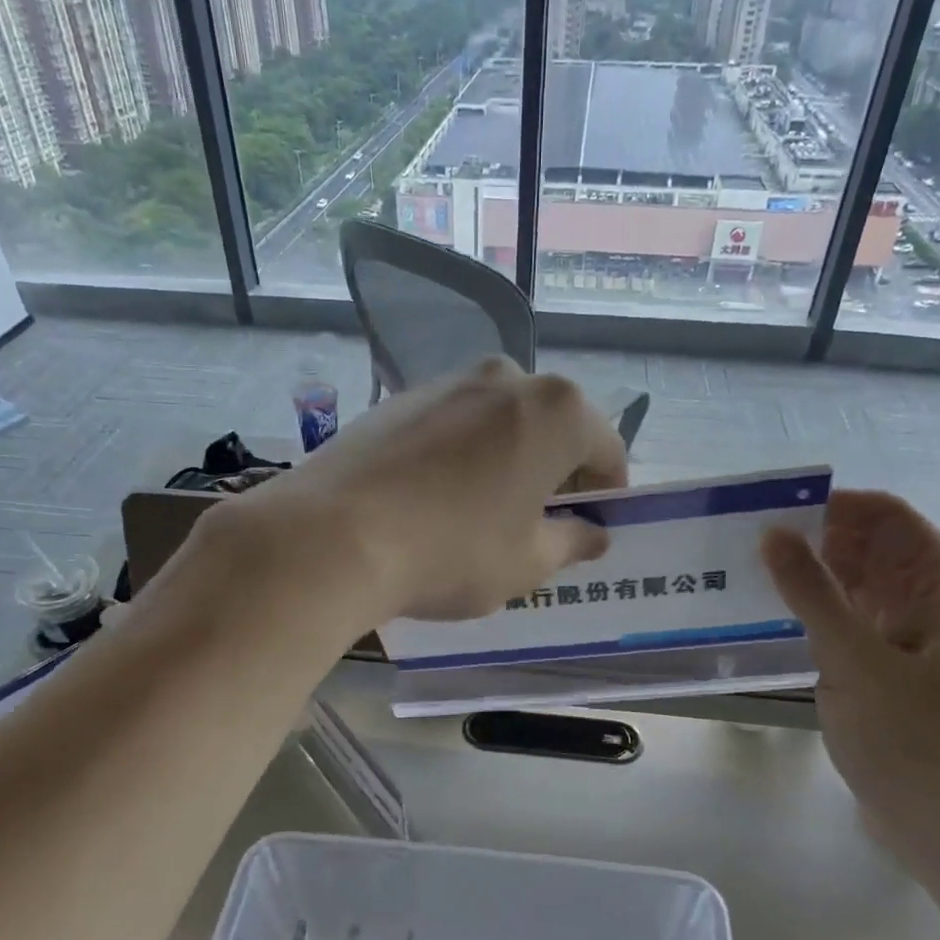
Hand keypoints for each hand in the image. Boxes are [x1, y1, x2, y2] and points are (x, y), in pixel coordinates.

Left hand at [232, 357, 627, 623]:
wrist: (332, 535)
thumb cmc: (452, 551)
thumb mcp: (528, 562)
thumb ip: (573, 542)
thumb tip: (594, 534)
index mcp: (557, 410)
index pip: (606, 450)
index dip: (607, 495)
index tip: (592, 530)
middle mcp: (506, 377)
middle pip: (553, 429)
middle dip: (556, 474)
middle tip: (540, 524)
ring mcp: (447, 382)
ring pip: (501, 423)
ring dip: (509, 461)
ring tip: (485, 514)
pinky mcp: (399, 398)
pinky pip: (453, 426)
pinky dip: (463, 455)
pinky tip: (436, 500)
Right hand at [762, 490, 939, 877]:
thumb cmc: (917, 742)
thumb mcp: (855, 660)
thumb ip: (811, 592)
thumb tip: (773, 532)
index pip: (887, 517)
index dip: (831, 506)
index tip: (769, 511)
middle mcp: (939, 605)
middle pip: (872, 551)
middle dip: (815, 542)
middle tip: (746, 545)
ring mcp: (918, 642)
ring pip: (859, 590)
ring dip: (812, 581)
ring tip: (749, 576)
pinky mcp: (896, 675)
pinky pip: (854, 627)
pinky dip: (819, 619)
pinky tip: (774, 621)